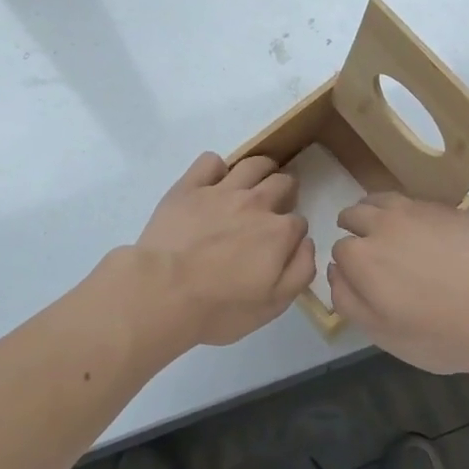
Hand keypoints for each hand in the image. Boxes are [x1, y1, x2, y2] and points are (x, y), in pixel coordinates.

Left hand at [122, 152, 314, 350]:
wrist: (163, 293)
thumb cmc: (219, 308)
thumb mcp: (272, 305)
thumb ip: (300, 271)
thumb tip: (306, 242)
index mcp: (278, 232)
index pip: (298, 222)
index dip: (292, 233)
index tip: (282, 243)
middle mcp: (256, 203)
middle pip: (282, 182)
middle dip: (285, 190)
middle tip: (275, 204)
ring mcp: (221, 190)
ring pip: (253, 164)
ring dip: (262, 168)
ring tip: (256, 180)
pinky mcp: (190, 186)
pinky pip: (210, 161)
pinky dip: (216, 168)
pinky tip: (213, 182)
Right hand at [330, 194, 468, 376]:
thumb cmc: (440, 332)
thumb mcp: (384, 334)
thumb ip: (349, 301)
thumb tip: (334, 272)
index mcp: (362, 256)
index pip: (339, 249)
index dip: (347, 264)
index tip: (361, 278)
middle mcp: (383, 223)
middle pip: (355, 214)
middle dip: (354, 228)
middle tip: (369, 250)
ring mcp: (417, 210)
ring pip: (383, 199)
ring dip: (376, 212)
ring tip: (388, 231)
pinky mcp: (446, 207)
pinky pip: (416, 203)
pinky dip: (410, 214)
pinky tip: (426, 234)